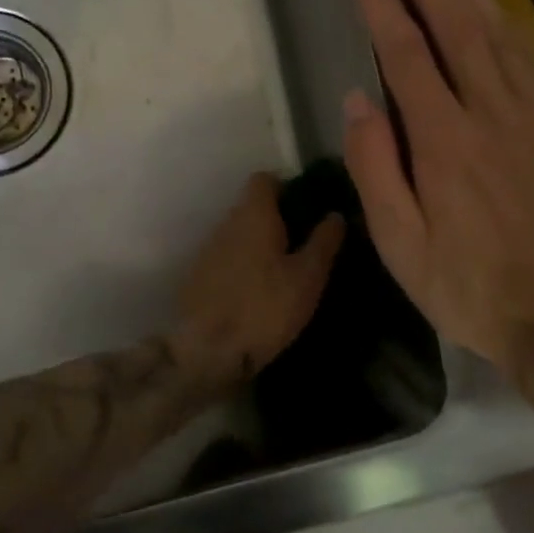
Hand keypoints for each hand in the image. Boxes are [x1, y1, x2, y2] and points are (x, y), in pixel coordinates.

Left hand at [172, 173, 344, 388]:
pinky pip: (227, 258)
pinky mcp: (198, 277)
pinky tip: (259, 293)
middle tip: (305, 246)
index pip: (265, 179)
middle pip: (252, 207)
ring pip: (240, 234)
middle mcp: (226, 223)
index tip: (308, 210)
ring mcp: (208, 250)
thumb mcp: (307, 277)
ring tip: (285, 272)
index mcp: (253, 214)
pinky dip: (244, 266)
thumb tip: (335, 214)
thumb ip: (323, 242)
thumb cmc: (265, 308)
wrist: (207, 353)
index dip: (287, 188)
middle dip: (277, 220)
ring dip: (260, 245)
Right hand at [342, 0, 533, 394]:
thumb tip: (358, 97)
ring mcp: (531, 112)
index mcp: (444, 142)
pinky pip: (524, 51)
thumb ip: (375, 167)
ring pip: (492, 27)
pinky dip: (501, 11)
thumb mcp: (401, 247)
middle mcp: (489, 111)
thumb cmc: (469, 287)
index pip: (405, 50)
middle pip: (450, 22)